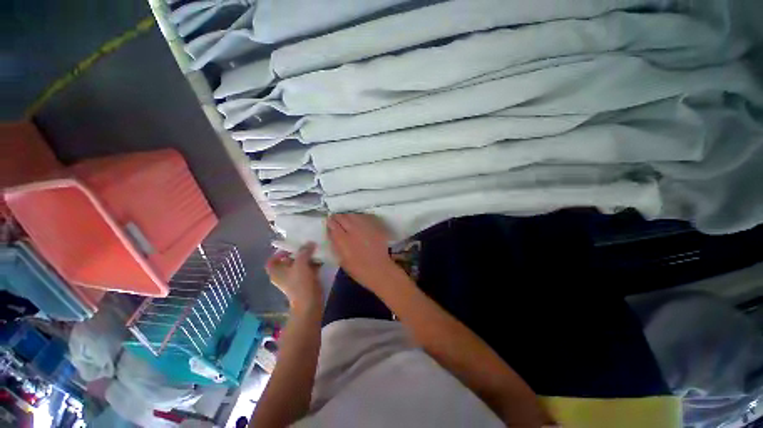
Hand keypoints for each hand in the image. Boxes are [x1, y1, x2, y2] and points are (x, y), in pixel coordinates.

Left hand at [265, 243, 321, 311]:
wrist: (310, 302)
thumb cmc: (300, 283)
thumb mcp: (301, 264)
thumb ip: (304, 251)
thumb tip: (309, 243)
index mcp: (276, 272)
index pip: (272, 260)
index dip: (279, 252)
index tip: (291, 247)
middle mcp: (283, 275)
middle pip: (288, 260)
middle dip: (298, 253)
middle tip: (307, 246)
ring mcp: (294, 279)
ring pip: (299, 264)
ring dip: (307, 257)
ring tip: (315, 250)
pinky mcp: (305, 281)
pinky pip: (308, 269)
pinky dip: (313, 264)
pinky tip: (321, 259)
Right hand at [326, 214, 403, 294]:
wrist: (380, 270)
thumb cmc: (359, 270)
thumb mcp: (342, 260)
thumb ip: (336, 245)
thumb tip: (332, 234)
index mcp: (344, 241)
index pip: (333, 225)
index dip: (330, 222)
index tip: (329, 222)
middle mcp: (354, 231)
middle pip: (343, 217)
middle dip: (337, 217)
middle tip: (335, 219)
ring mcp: (365, 228)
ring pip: (353, 215)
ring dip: (347, 216)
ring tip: (346, 219)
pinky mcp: (374, 227)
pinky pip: (364, 218)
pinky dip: (358, 218)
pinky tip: (357, 222)